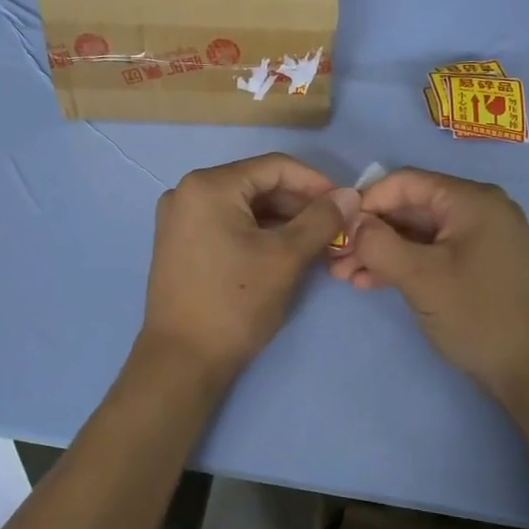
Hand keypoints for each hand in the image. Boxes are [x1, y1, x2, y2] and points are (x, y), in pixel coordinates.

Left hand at [139, 154, 358, 382]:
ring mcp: (179, 218)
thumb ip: (321, 220)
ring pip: (244, 206)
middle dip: (299, 204)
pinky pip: (227, 223)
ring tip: (318, 241)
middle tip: (336, 227)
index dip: (316, 182)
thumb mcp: (286, 258)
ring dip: (282, 220)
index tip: (346, 204)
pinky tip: (286, 250)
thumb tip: (350, 195)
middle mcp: (187, 191)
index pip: (275, 167)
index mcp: (208, 185)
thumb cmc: (235, 303)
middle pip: (258, 184)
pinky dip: (258, 232)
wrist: (183, 361)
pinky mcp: (180, 242)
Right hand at [329, 168, 528, 396]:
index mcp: (472, 200)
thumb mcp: (420, 277)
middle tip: (334, 258)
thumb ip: (378, 244)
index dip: (366, 201)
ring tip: (344, 275)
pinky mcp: (479, 264)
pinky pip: (433, 252)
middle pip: (411, 207)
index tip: (336, 228)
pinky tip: (369, 283)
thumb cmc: (477, 315)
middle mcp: (479, 209)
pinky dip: (403, 264)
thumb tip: (350, 222)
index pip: (406, 182)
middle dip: (370, 232)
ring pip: (418, 233)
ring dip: (381, 251)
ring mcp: (482, 238)